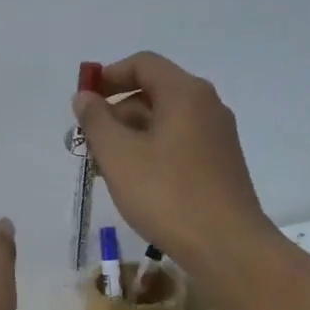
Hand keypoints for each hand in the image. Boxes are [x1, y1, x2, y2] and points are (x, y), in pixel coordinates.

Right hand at [72, 52, 273, 268]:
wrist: (225, 245)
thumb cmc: (166, 195)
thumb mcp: (118, 156)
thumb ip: (96, 121)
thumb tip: (85, 97)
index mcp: (185, 94)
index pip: (143, 64)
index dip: (109, 76)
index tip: (84, 102)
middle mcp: (207, 106)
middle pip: (154, 93)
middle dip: (117, 113)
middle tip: (90, 145)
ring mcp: (218, 136)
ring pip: (166, 122)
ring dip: (132, 137)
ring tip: (107, 170)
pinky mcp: (221, 164)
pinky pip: (179, 144)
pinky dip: (153, 152)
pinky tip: (137, 184)